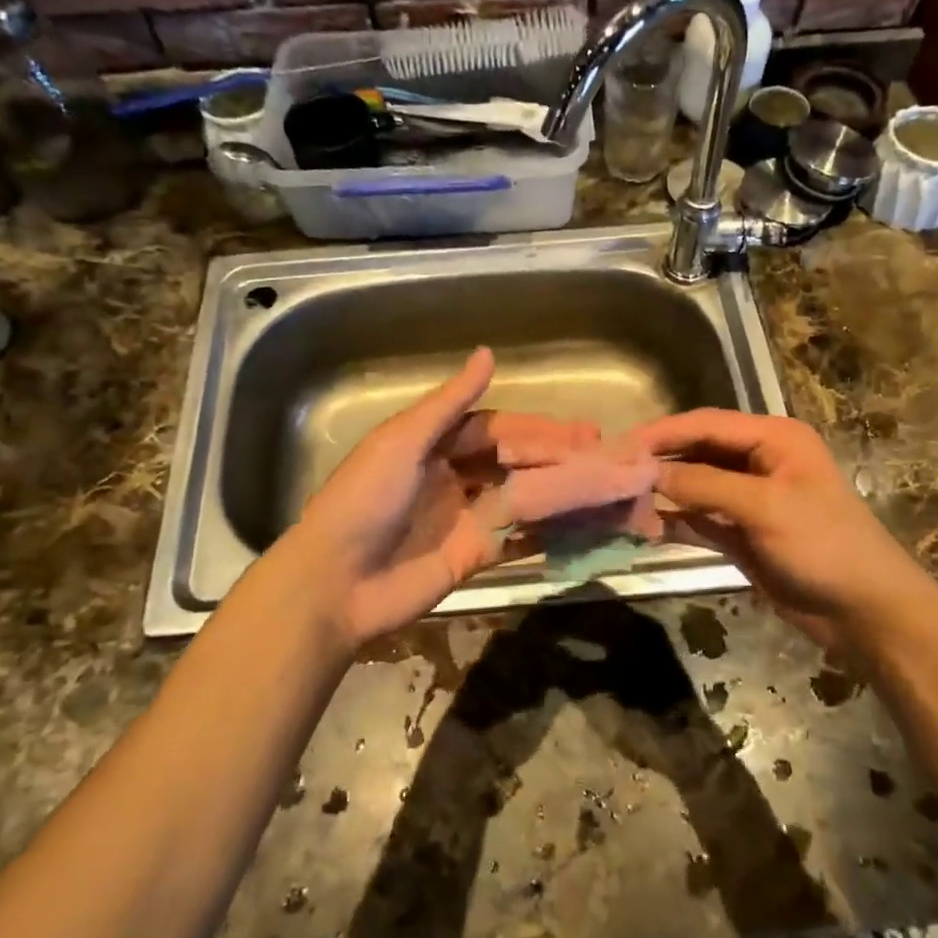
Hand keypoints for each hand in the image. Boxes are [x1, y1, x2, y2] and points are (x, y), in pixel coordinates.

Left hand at [246, 348, 652, 655]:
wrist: (334, 584)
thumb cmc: (364, 501)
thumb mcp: (402, 441)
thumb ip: (449, 403)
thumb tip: (489, 354)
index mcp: (432, 445)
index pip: (496, 430)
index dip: (537, 429)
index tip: (581, 432)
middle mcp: (452, 477)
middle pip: (513, 462)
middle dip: (555, 457)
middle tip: (603, 455)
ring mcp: (463, 518)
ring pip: (519, 497)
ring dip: (557, 490)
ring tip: (602, 485)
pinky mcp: (471, 556)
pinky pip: (515, 537)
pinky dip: (546, 530)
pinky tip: (579, 523)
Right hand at [631, 409, 933, 650]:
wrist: (865, 612)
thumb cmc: (824, 545)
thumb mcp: (765, 507)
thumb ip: (705, 485)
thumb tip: (649, 474)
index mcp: (773, 438)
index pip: (706, 424)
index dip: (662, 432)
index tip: (620, 445)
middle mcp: (758, 460)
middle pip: (696, 451)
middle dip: (658, 461)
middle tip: (612, 471)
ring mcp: (748, 498)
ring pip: (693, 485)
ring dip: (661, 492)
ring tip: (618, 498)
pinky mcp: (740, 532)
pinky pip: (698, 518)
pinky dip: (673, 521)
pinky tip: (643, 526)